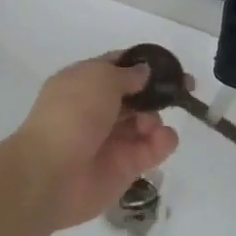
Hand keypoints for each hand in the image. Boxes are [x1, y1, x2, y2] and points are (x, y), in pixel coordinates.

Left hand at [8, 54, 180, 230]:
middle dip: (159, 91)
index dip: (142, 63)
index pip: (117, 66)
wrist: (51, 173)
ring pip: (146, 121)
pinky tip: (162, 139)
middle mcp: (98, 109)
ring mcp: (112, 139)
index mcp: (84, 82)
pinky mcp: (126, 167)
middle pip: (136, 95)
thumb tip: (143, 72)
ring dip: (155, 117)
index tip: (169, 64)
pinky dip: (162, 142)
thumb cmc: (72, 114)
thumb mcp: (99, 78)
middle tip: (185, 87)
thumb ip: (126, 74)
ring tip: (150, 125)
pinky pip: (152, 149)